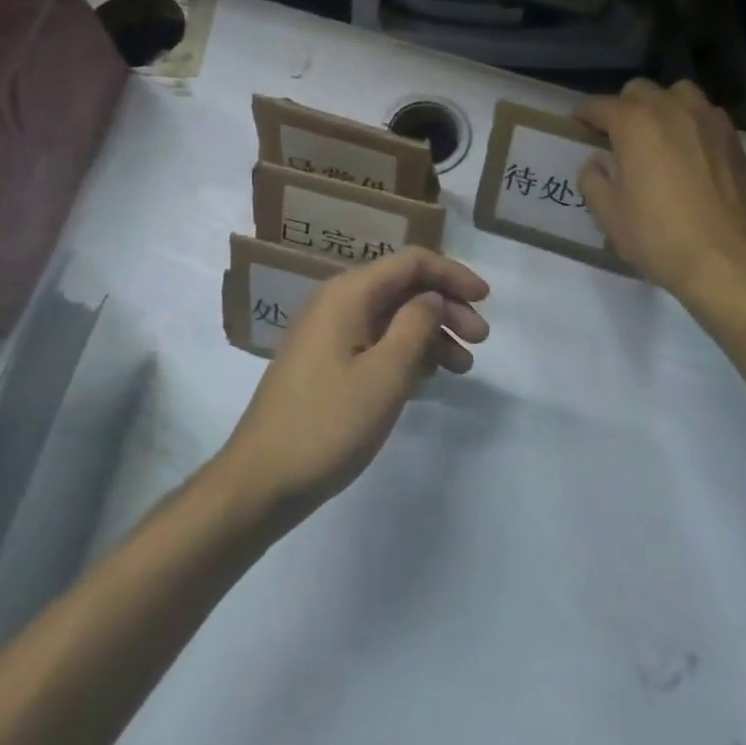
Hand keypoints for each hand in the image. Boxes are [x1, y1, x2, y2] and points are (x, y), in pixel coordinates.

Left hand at [218, 247, 489, 519]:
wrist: (259, 482)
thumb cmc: (327, 424)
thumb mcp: (385, 374)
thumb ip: (416, 326)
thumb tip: (432, 298)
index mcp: (349, 294)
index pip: (412, 262)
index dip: (453, 274)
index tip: (486, 300)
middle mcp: (337, 302)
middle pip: (404, 288)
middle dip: (447, 307)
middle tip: (480, 340)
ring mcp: (329, 333)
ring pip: (393, 317)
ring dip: (432, 333)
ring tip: (463, 366)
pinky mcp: (326, 362)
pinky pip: (376, 341)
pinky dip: (407, 352)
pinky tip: (429, 377)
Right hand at [577, 79, 745, 298]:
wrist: (726, 261)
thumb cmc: (659, 238)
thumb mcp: (609, 216)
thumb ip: (593, 181)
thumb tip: (595, 163)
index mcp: (635, 124)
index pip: (600, 106)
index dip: (584, 114)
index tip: (577, 124)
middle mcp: (672, 110)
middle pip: (639, 91)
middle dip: (622, 107)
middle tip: (616, 135)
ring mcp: (708, 120)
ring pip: (678, 93)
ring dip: (661, 106)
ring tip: (657, 133)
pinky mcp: (733, 138)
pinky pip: (705, 114)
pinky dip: (691, 121)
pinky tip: (688, 148)